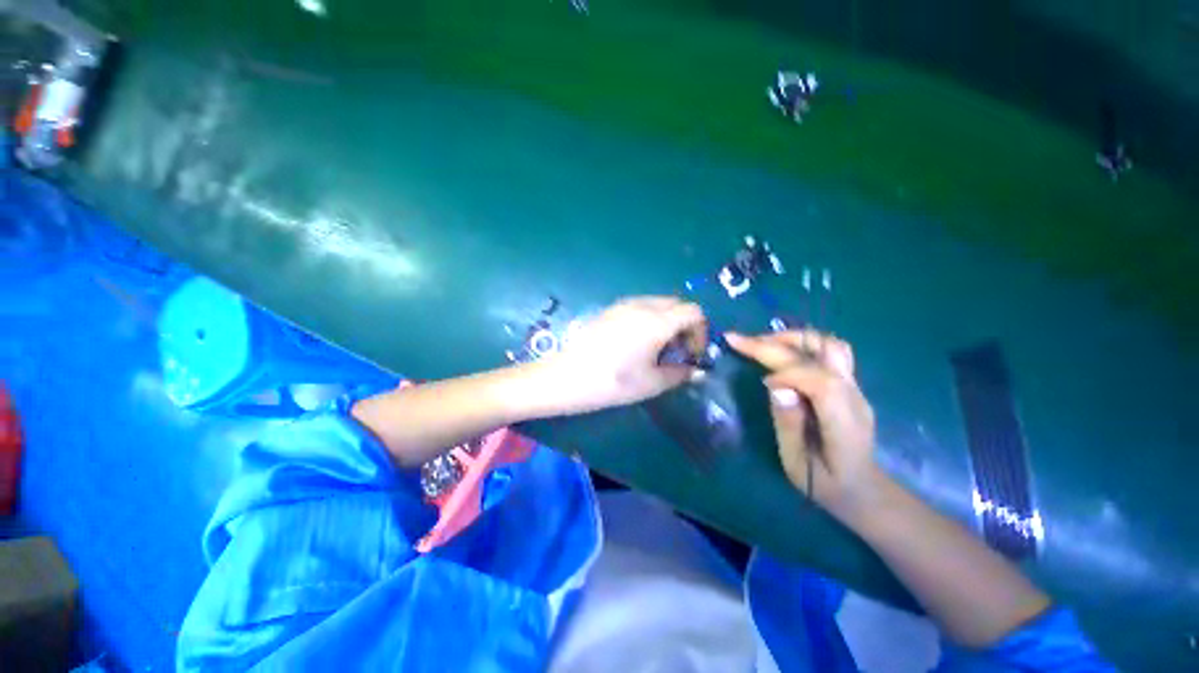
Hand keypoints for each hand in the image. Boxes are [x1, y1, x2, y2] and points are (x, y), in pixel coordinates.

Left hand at [545, 297, 705, 412]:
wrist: (566, 377)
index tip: (692, 355)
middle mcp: (643, 305)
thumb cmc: (612, 382)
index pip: (694, 312)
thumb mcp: (652, 383)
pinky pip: (640, 306)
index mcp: (657, 321)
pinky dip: (650, 319)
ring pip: (658, 304)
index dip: (701, 332)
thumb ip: (680, 374)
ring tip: (658, 349)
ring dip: (668, 322)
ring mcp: (623, 305)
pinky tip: (637, 343)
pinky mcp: (610, 310)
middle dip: (685, 326)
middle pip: (677, 304)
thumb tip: (697, 371)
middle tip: (677, 352)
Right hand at [726, 330, 877, 512]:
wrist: (865, 492)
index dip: (787, 374)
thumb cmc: (828, 486)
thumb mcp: (798, 467)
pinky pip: (827, 352)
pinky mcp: (848, 384)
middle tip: (738, 340)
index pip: (821, 381)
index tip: (762, 384)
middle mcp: (854, 396)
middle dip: (776, 343)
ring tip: (759, 342)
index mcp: (844, 422)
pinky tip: (778, 350)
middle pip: (822, 352)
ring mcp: (855, 388)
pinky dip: (799, 344)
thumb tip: (775, 387)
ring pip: (829, 344)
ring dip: (791, 338)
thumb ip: (788, 425)